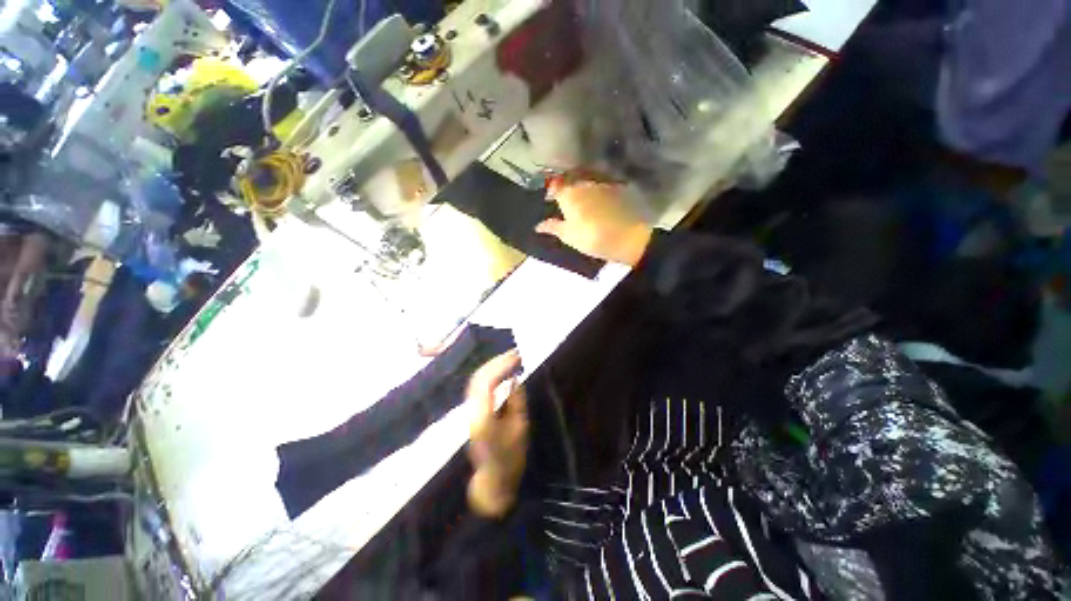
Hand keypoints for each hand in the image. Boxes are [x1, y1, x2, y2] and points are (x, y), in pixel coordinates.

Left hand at [467, 350, 528, 517]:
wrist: (493, 478)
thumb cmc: (510, 457)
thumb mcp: (520, 427)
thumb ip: (516, 400)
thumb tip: (514, 378)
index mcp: (483, 417)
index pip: (487, 382)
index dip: (502, 365)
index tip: (517, 356)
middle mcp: (472, 411)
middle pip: (478, 377)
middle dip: (497, 361)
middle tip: (515, 353)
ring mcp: (469, 411)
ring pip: (476, 380)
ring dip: (492, 365)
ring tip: (510, 358)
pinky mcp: (471, 411)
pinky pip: (477, 386)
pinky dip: (489, 374)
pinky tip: (501, 371)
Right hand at [535, 178, 652, 266]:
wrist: (627, 237)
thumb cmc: (592, 238)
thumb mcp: (569, 236)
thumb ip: (553, 227)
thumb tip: (538, 226)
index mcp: (569, 193)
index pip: (555, 183)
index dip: (551, 189)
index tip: (549, 199)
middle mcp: (583, 183)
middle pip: (571, 179)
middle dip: (565, 187)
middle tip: (563, 201)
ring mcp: (601, 184)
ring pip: (586, 181)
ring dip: (580, 189)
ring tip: (580, 202)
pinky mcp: (616, 189)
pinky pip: (600, 185)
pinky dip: (595, 192)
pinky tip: (597, 203)